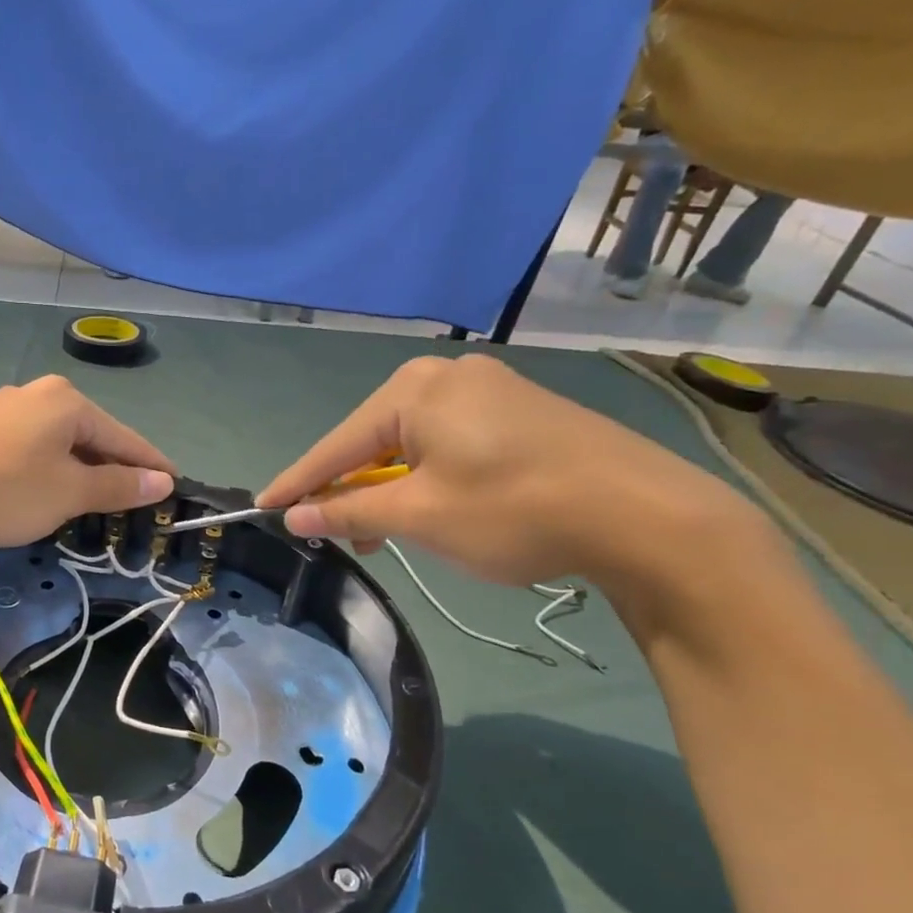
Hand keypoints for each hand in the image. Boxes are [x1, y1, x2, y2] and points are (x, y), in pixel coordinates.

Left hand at [0, 375, 175, 550]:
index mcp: (67, 401)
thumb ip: (118, 486)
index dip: (151, 464)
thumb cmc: (4, 490)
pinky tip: (44, 492)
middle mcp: (36, 395)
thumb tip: (162, 482)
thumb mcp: (69, 493)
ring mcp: (2, 410)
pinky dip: (48, 471)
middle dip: (113, 468)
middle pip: (90, 435)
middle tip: (135, 501)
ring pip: (57, 443)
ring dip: (79, 472)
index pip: (124, 436)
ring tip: (93, 502)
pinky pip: (29, 449)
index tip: (175, 485)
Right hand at [256, 354, 759, 590]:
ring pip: (413, 445)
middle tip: (337, 536)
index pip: (337, 445)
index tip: (262, 506)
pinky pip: (450, 443)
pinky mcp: (522, 411)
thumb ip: (350, 513)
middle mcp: (447, 375)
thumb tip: (296, 516)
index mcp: (415, 390)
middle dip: (352, 491)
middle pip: (374, 441)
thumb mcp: (420, 517)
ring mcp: (490, 389)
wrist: (650, 517)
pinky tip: (434, 509)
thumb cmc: (515, 510)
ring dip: (392, 490)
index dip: (298, 482)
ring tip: (388, 536)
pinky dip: (429, 478)